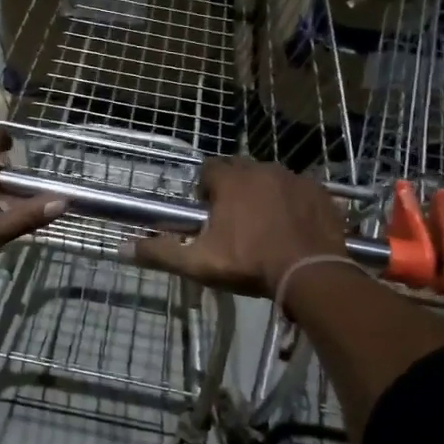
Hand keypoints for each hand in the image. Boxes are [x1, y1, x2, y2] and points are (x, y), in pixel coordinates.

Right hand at [128, 159, 348, 297]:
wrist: (311, 274)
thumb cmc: (249, 264)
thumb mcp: (198, 263)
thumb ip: (160, 252)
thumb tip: (122, 249)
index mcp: (231, 180)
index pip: (208, 170)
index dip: (205, 191)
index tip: (207, 215)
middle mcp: (262, 169)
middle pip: (240, 172)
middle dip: (234, 191)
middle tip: (234, 224)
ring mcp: (295, 179)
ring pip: (271, 180)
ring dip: (264, 196)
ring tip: (264, 228)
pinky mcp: (321, 193)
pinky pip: (299, 191)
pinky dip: (293, 204)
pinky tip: (292, 229)